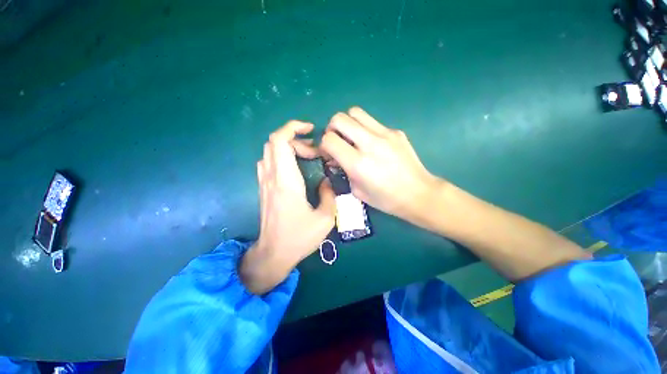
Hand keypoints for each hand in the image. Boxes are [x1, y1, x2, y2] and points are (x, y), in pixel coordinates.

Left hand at [241, 121, 335, 294]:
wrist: (273, 254)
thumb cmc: (299, 237)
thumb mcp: (325, 219)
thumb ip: (329, 195)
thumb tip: (327, 182)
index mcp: (286, 181)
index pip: (280, 141)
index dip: (293, 128)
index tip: (311, 129)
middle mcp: (271, 177)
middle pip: (274, 142)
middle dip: (295, 138)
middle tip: (314, 151)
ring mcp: (264, 183)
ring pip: (270, 151)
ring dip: (288, 147)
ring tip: (307, 157)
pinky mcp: (263, 189)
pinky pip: (268, 162)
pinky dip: (281, 156)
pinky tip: (295, 168)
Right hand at [320, 107, 442, 221]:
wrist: (418, 193)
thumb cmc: (386, 199)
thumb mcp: (357, 191)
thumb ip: (343, 171)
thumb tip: (336, 157)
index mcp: (358, 163)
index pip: (329, 139)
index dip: (324, 144)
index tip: (329, 153)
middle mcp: (369, 144)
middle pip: (340, 118)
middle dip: (332, 128)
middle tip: (338, 140)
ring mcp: (385, 134)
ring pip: (356, 112)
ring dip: (348, 123)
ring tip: (352, 137)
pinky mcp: (396, 131)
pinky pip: (373, 122)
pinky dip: (365, 129)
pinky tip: (373, 144)